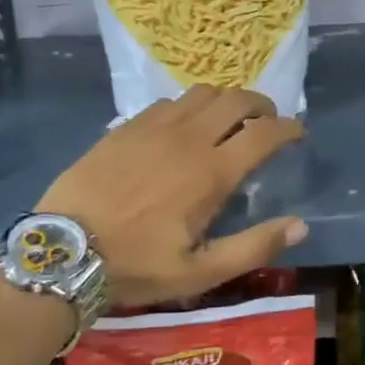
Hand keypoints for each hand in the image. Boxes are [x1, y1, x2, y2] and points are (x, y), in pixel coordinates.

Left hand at [39, 86, 307, 310]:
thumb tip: (300, 225)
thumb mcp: (200, 272)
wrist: (64, 250)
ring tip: (228, 120)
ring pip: (203, 93)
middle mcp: (188, 138)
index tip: (298, 133)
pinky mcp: (127, 126)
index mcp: (211, 172)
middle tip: (267, 121)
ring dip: (225, 101)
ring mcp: (154, 126)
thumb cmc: (136, 265)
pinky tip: (182, 127)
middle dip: (261, 105)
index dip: (288, 128)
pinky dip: (189, 107)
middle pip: (237, 99)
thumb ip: (254, 247)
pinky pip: (168, 102)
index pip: (264, 133)